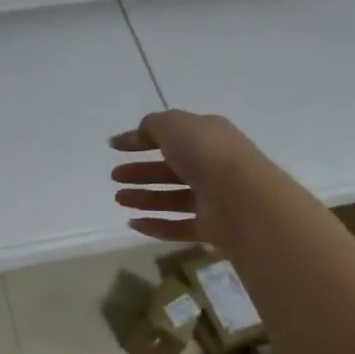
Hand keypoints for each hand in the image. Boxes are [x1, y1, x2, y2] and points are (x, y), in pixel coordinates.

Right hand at [110, 109, 255, 246]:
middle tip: (114, 176)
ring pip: (173, 197)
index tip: (113, 147)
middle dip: (141, 171)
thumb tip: (141, 133)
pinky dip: (156, 225)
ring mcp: (214, 198)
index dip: (140, 139)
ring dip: (144, 197)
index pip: (170, 134)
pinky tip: (133, 224)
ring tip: (119, 199)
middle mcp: (212, 165)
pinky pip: (179, 226)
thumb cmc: (205, 153)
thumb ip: (153, 125)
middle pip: (170, 168)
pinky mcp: (212, 227)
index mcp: (208, 135)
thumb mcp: (173, 125)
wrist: (241, 198)